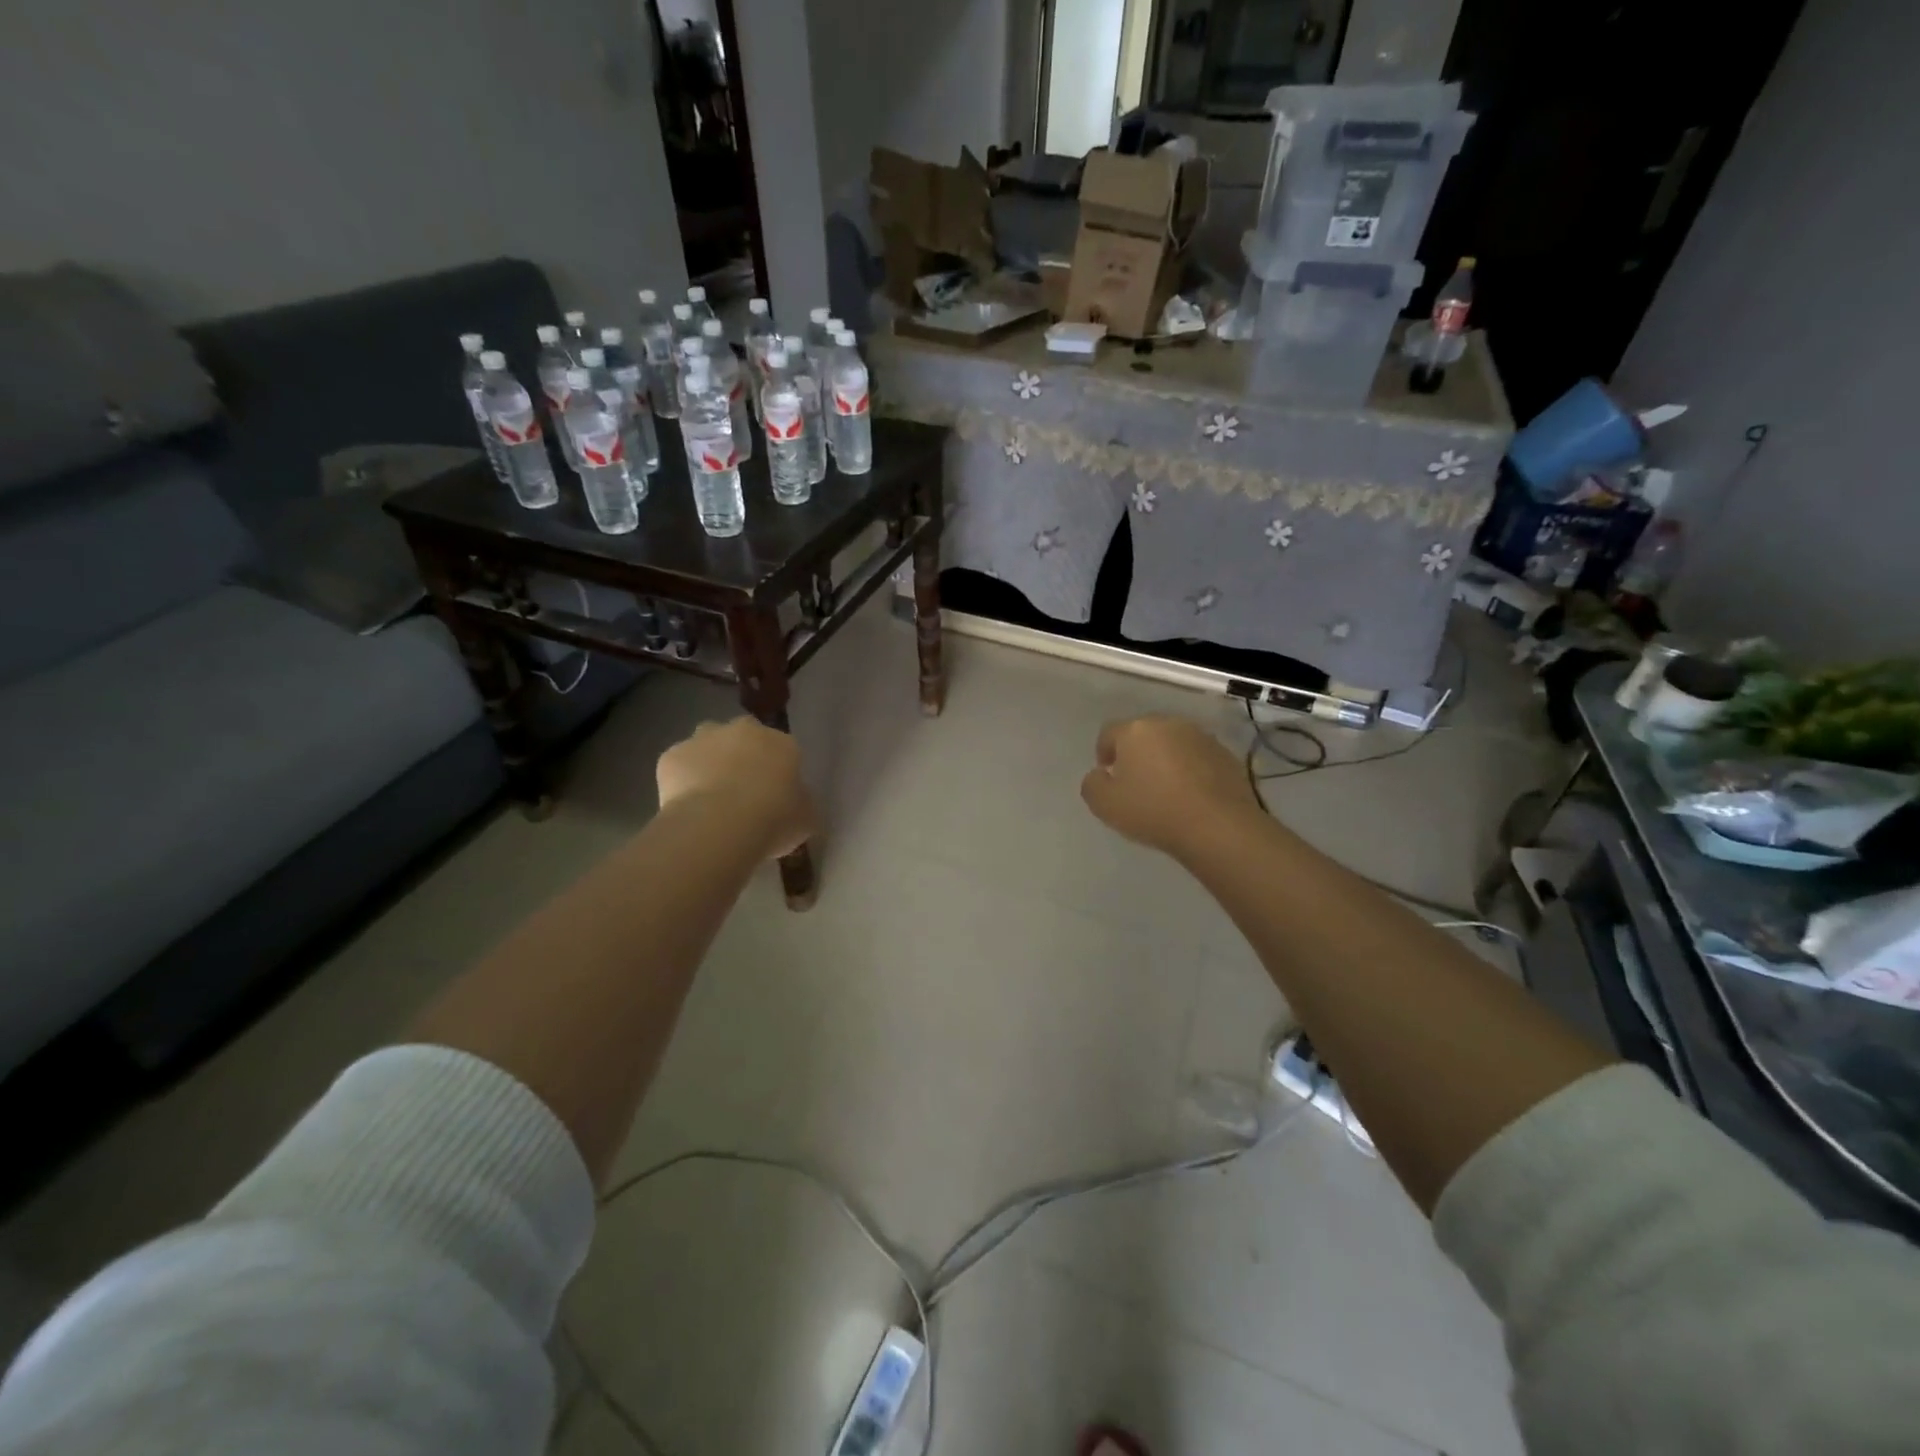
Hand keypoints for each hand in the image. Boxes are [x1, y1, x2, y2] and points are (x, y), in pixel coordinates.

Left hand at [657, 718, 816, 858]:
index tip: (774, 795)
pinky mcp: (672, 755)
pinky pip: (679, 765)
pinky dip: (682, 780)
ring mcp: (704, 739)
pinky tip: (686, 806)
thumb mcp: (806, 819)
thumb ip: (801, 804)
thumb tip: (794, 804)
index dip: (777, 772)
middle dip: (743, 756)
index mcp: (781, 743)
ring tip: (710, 796)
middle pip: (744, 736)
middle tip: (741, 791)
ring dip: (710, 760)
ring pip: (707, 742)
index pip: (783, 750)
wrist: (718, 825)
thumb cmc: (773, 820)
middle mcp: (744, 731)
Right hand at [1080, 715, 1258, 859]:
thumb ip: (1092, 784)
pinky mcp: (1225, 754)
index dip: (1104, 753)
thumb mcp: (1104, 804)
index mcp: (1135, 730)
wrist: (1218, 826)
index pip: (1109, 733)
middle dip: (1136, 754)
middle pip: (1143, 734)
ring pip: (1172, 744)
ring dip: (1165, 760)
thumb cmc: (1154, 811)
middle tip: (1136, 784)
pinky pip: (1197, 757)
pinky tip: (1191, 795)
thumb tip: (1100, 775)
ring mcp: (1200, 737)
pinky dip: (1190, 770)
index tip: (1108, 777)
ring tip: (1166, 790)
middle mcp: (1168, 724)